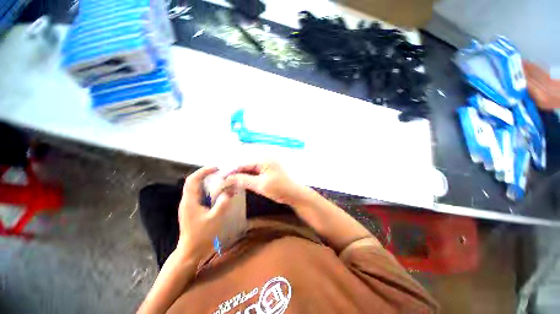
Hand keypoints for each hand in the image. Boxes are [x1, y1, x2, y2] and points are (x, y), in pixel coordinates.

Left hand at [177, 167, 232, 259]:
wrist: (190, 252)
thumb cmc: (202, 235)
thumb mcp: (215, 218)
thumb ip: (223, 203)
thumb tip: (229, 190)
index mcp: (190, 201)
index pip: (193, 180)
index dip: (203, 171)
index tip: (216, 168)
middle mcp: (187, 201)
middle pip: (193, 182)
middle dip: (205, 174)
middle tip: (219, 173)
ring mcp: (188, 205)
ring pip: (195, 187)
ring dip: (206, 181)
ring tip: (219, 180)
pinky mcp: (191, 210)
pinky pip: (198, 194)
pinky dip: (207, 189)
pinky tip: (216, 193)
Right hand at [224, 161, 305, 205]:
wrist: (296, 194)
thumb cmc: (280, 189)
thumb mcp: (261, 185)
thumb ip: (244, 180)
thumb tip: (228, 178)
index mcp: (263, 159)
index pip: (243, 163)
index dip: (231, 170)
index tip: (220, 177)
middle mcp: (265, 157)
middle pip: (246, 163)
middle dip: (235, 171)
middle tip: (224, 180)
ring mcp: (267, 163)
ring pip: (250, 167)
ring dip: (241, 173)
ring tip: (230, 181)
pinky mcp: (269, 168)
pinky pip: (255, 170)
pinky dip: (248, 175)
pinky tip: (242, 180)